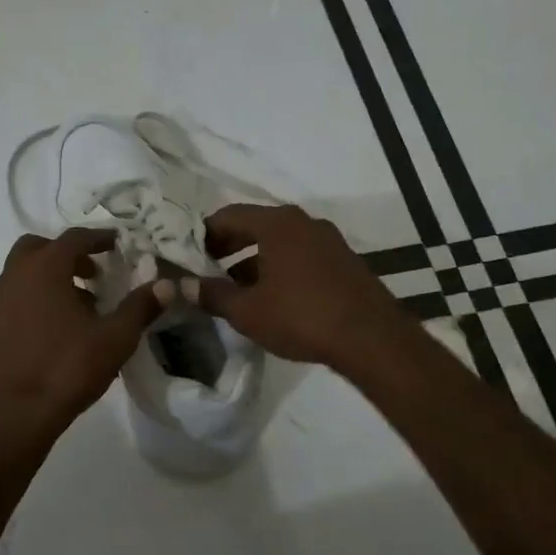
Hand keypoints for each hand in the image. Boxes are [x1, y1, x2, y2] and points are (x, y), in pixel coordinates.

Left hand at [0, 229, 165, 440]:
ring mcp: (1, 301)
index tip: (118, 243)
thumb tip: (166, 285)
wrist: (17, 412)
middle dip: (68, 254)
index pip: (74, 238)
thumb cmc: (68, 367)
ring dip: (53, 276)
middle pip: (40, 248)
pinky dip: (39, 296)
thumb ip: (140, 307)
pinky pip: (19, 295)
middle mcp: (17, 276)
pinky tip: (62, 326)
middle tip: (94, 272)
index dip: (99, 238)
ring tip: (84, 302)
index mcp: (45, 268)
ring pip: (26, 273)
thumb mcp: (115, 338)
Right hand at [196, 204, 403, 369]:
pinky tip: (272, 298)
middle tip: (208, 269)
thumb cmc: (301, 316)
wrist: (371, 339)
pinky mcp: (344, 261)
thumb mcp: (247, 310)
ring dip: (254, 261)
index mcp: (277, 224)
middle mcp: (304, 223)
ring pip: (279, 243)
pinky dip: (280, 268)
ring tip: (237, 289)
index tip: (189, 255)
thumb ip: (212, 295)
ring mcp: (328, 240)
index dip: (204, 234)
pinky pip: (301, 256)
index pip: (229, 215)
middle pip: (255, 226)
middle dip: (229, 247)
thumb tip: (184, 286)